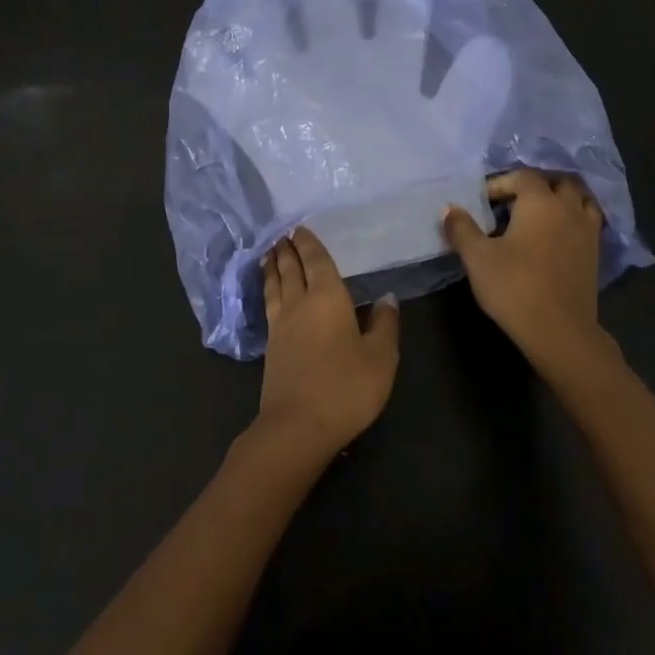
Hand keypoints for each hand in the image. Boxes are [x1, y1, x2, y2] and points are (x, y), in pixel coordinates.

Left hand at [255, 227, 399, 461]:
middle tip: (283, 235)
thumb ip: (384, 325)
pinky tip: (271, 294)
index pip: (316, 261)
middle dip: (288, 250)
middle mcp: (299, 303)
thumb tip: (386, 298)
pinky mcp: (270, 347)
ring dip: (273, 267)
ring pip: (275, 285)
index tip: (300, 228)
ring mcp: (280, 325)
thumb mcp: (380, 357)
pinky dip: (268, 289)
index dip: (309, 244)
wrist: (298, 426)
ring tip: (270, 254)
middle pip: (291, 269)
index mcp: (327, 297)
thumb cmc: (346, 387)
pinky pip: (269, 304)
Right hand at [441, 169, 604, 365]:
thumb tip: (449, 208)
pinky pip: (588, 221)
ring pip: (580, 198)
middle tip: (513, 203)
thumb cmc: (514, 287)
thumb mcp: (477, 257)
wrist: (559, 331)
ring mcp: (587, 230)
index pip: (522, 176)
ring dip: (561, 198)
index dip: (500, 183)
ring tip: (539, 214)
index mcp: (540, 201)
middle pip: (558, 181)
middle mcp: (568, 208)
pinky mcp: (595, 252)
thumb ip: (461, 228)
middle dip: (535, 185)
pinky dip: (574, 217)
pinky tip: (557, 235)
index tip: (483, 202)